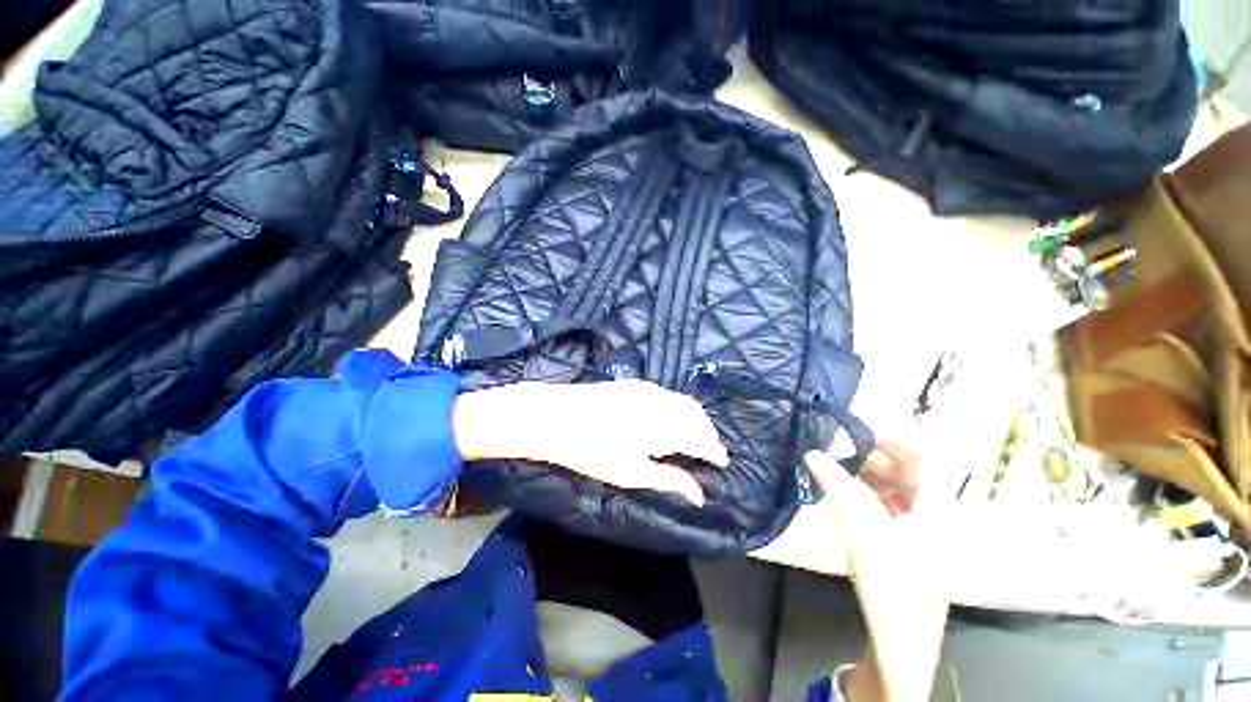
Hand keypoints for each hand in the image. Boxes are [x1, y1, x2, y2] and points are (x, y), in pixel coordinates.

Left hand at [453, 380, 728, 505]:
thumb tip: (698, 495)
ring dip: (695, 418)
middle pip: (696, 416)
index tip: (722, 462)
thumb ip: (667, 480)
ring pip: (683, 402)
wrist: (555, 415)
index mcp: (663, 427)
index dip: (714, 450)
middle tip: (711, 450)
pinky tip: (672, 416)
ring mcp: (647, 390)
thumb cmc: (591, 450)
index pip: (700, 438)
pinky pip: (668, 394)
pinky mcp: (634, 385)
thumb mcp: (629, 472)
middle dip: (708, 433)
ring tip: (696, 435)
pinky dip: (678, 406)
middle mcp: (661, 404)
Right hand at [807, 448, 947, 701]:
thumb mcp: (865, 536)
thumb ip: (838, 489)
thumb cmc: (892, 591)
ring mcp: (918, 527)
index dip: (891, 438)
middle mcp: (933, 513)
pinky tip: (836, 494)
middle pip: (904, 469)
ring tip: (827, 471)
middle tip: (830, 453)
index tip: (852, 434)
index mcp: (938, 510)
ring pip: (889, 486)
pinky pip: (881, 503)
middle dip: (866, 457)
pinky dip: (858, 493)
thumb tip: (812, 452)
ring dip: (858, 475)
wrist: (897, 648)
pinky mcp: (901, 539)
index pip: (925, 455)